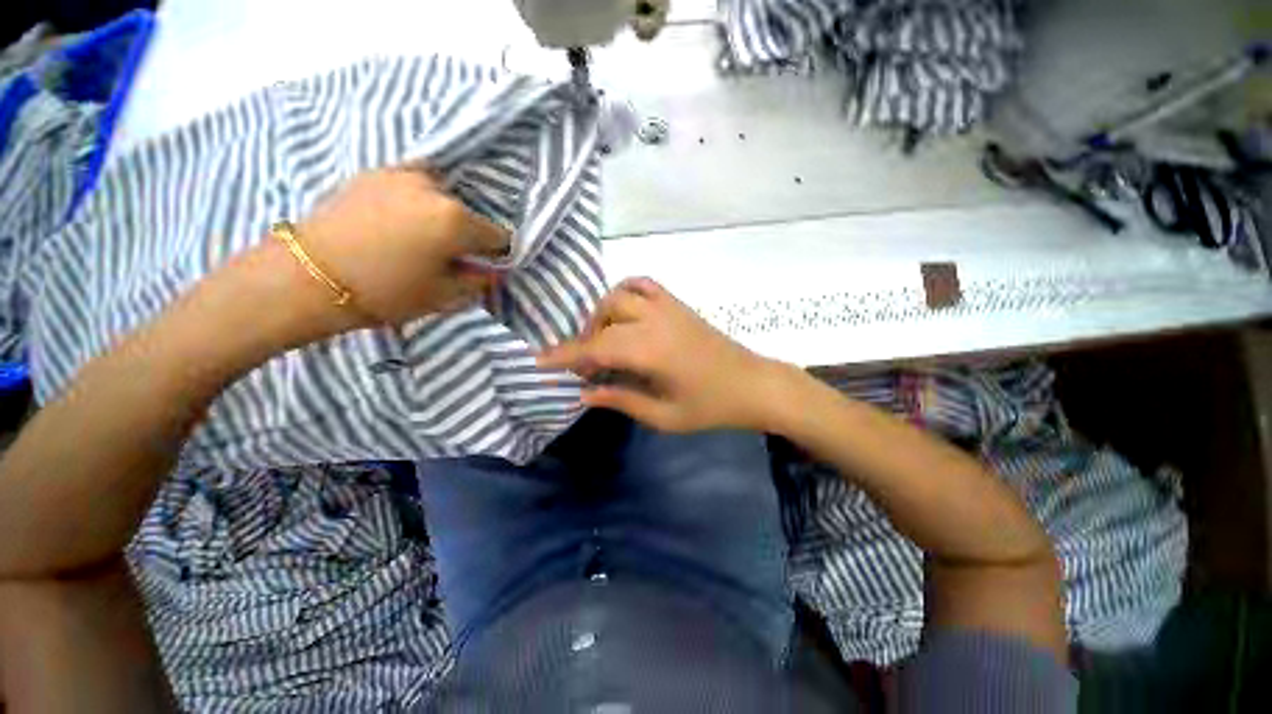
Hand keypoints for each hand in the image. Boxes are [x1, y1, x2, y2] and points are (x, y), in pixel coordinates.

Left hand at [294, 165, 509, 327]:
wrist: (306, 276)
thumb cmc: (385, 292)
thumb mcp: (443, 297)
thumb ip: (478, 281)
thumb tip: (493, 271)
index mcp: (456, 220)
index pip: (499, 235)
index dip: (497, 254)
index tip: (485, 266)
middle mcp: (434, 188)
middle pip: (469, 214)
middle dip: (468, 234)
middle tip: (449, 256)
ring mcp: (401, 174)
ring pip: (441, 196)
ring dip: (442, 215)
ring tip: (423, 238)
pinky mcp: (374, 173)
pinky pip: (412, 186)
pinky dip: (418, 201)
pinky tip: (401, 222)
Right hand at [538, 278, 777, 431]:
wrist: (753, 385)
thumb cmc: (711, 407)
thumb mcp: (663, 416)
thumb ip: (621, 400)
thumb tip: (583, 394)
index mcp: (650, 351)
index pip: (595, 348)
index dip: (564, 355)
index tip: (538, 361)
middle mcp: (655, 321)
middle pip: (602, 319)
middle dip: (583, 341)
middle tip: (584, 366)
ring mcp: (668, 307)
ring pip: (619, 295)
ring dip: (601, 315)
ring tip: (604, 340)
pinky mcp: (678, 304)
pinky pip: (644, 285)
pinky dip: (625, 293)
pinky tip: (624, 312)